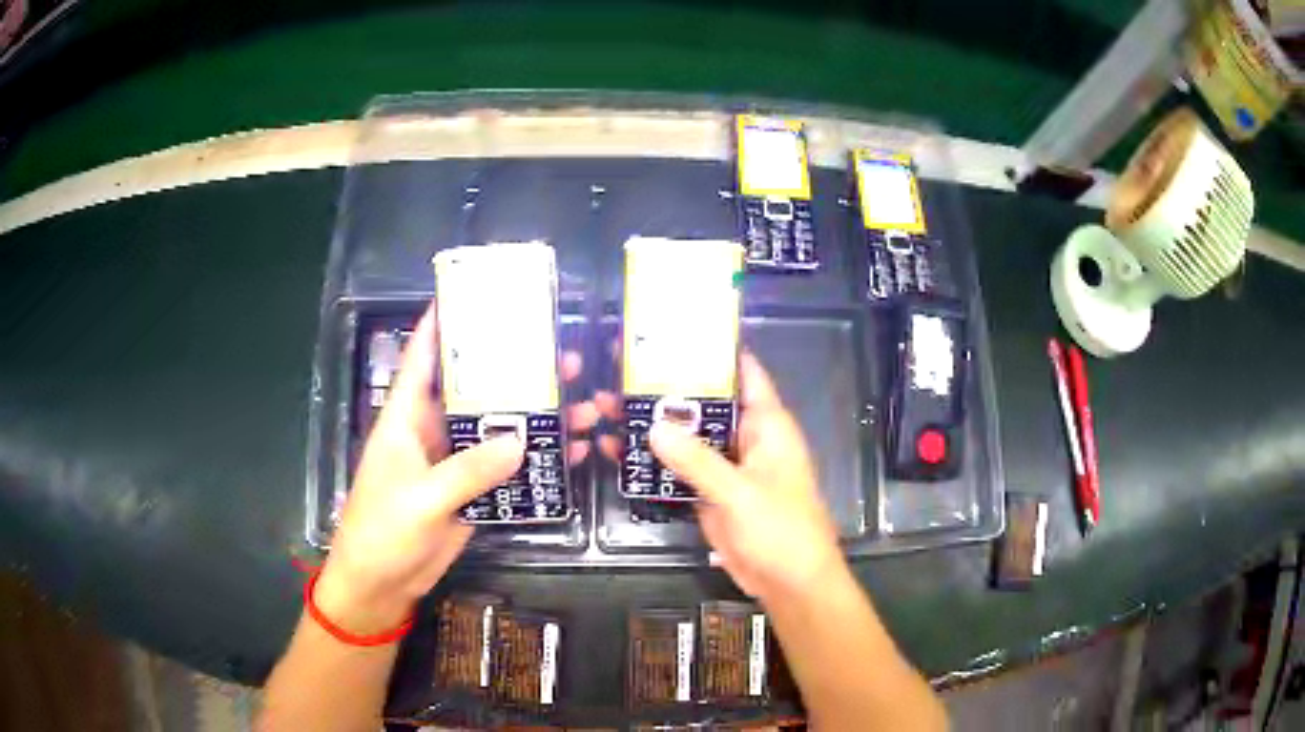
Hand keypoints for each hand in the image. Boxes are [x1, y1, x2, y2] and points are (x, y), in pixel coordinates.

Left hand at [314, 305, 598, 633]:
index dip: (442, 323)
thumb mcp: (421, 498)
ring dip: (534, 418)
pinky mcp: (469, 492)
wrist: (381, 584)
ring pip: (497, 429)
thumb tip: (521, 439)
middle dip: (513, 371)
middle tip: (560, 355)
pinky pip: (506, 469)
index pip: (422, 357)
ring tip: (581, 404)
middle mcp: (431, 431)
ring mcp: (453, 463)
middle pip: (473, 390)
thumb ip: (468, 469)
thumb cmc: (383, 531)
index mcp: (405, 418)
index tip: (475, 294)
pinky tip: (572, 455)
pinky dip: (536, 462)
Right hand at [599, 352, 841, 602]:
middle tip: (622, 371)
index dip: (716, 350)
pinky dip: (656, 462)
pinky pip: (681, 470)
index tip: (675, 332)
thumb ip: (697, 461)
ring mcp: (727, 468)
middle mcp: (747, 439)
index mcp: (768, 426)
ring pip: (690, 437)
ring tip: (610, 406)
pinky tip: (621, 452)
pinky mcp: (711, 494)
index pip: (745, 373)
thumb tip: (654, 426)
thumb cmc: (781, 530)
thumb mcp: (739, 492)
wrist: (789, 584)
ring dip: (657, 426)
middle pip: (707, 404)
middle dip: (670, 389)